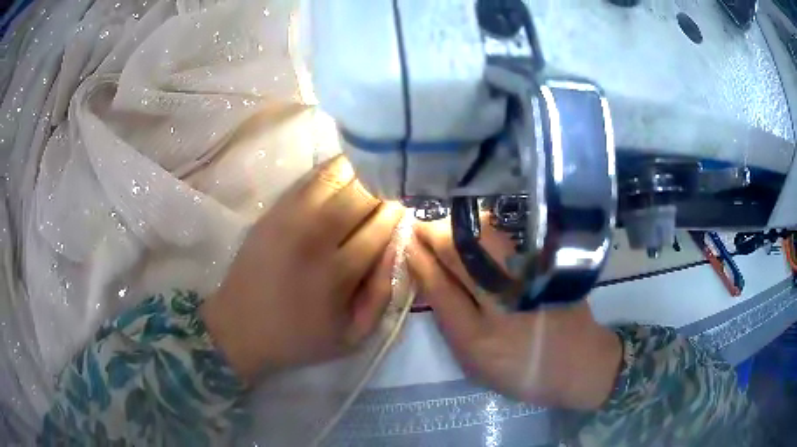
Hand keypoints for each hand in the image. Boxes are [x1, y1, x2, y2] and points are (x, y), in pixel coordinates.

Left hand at [201, 156, 403, 381]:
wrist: (239, 327)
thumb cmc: (299, 338)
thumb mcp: (353, 336)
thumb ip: (382, 293)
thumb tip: (398, 244)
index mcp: (335, 274)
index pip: (381, 225)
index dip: (398, 212)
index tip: (405, 209)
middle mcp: (312, 237)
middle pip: (361, 191)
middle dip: (384, 188)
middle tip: (390, 194)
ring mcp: (288, 218)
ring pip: (335, 174)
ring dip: (360, 173)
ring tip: (369, 182)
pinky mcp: (272, 210)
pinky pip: (310, 177)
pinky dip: (334, 173)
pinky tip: (342, 181)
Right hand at [407, 220, 621, 409]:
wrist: (579, 364)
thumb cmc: (521, 372)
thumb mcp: (475, 363)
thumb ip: (450, 324)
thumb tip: (429, 281)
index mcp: (477, 338)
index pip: (439, 286)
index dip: (419, 259)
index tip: (406, 242)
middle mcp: (502, 304)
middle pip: (460, 254)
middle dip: (433, 233)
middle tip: (418, 226)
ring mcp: (528, 280)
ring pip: (485, 237)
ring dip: (457, 226)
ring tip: (443, 227)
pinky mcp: (547, 268)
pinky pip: (508, 238)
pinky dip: (484, 228)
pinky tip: (473, 230)